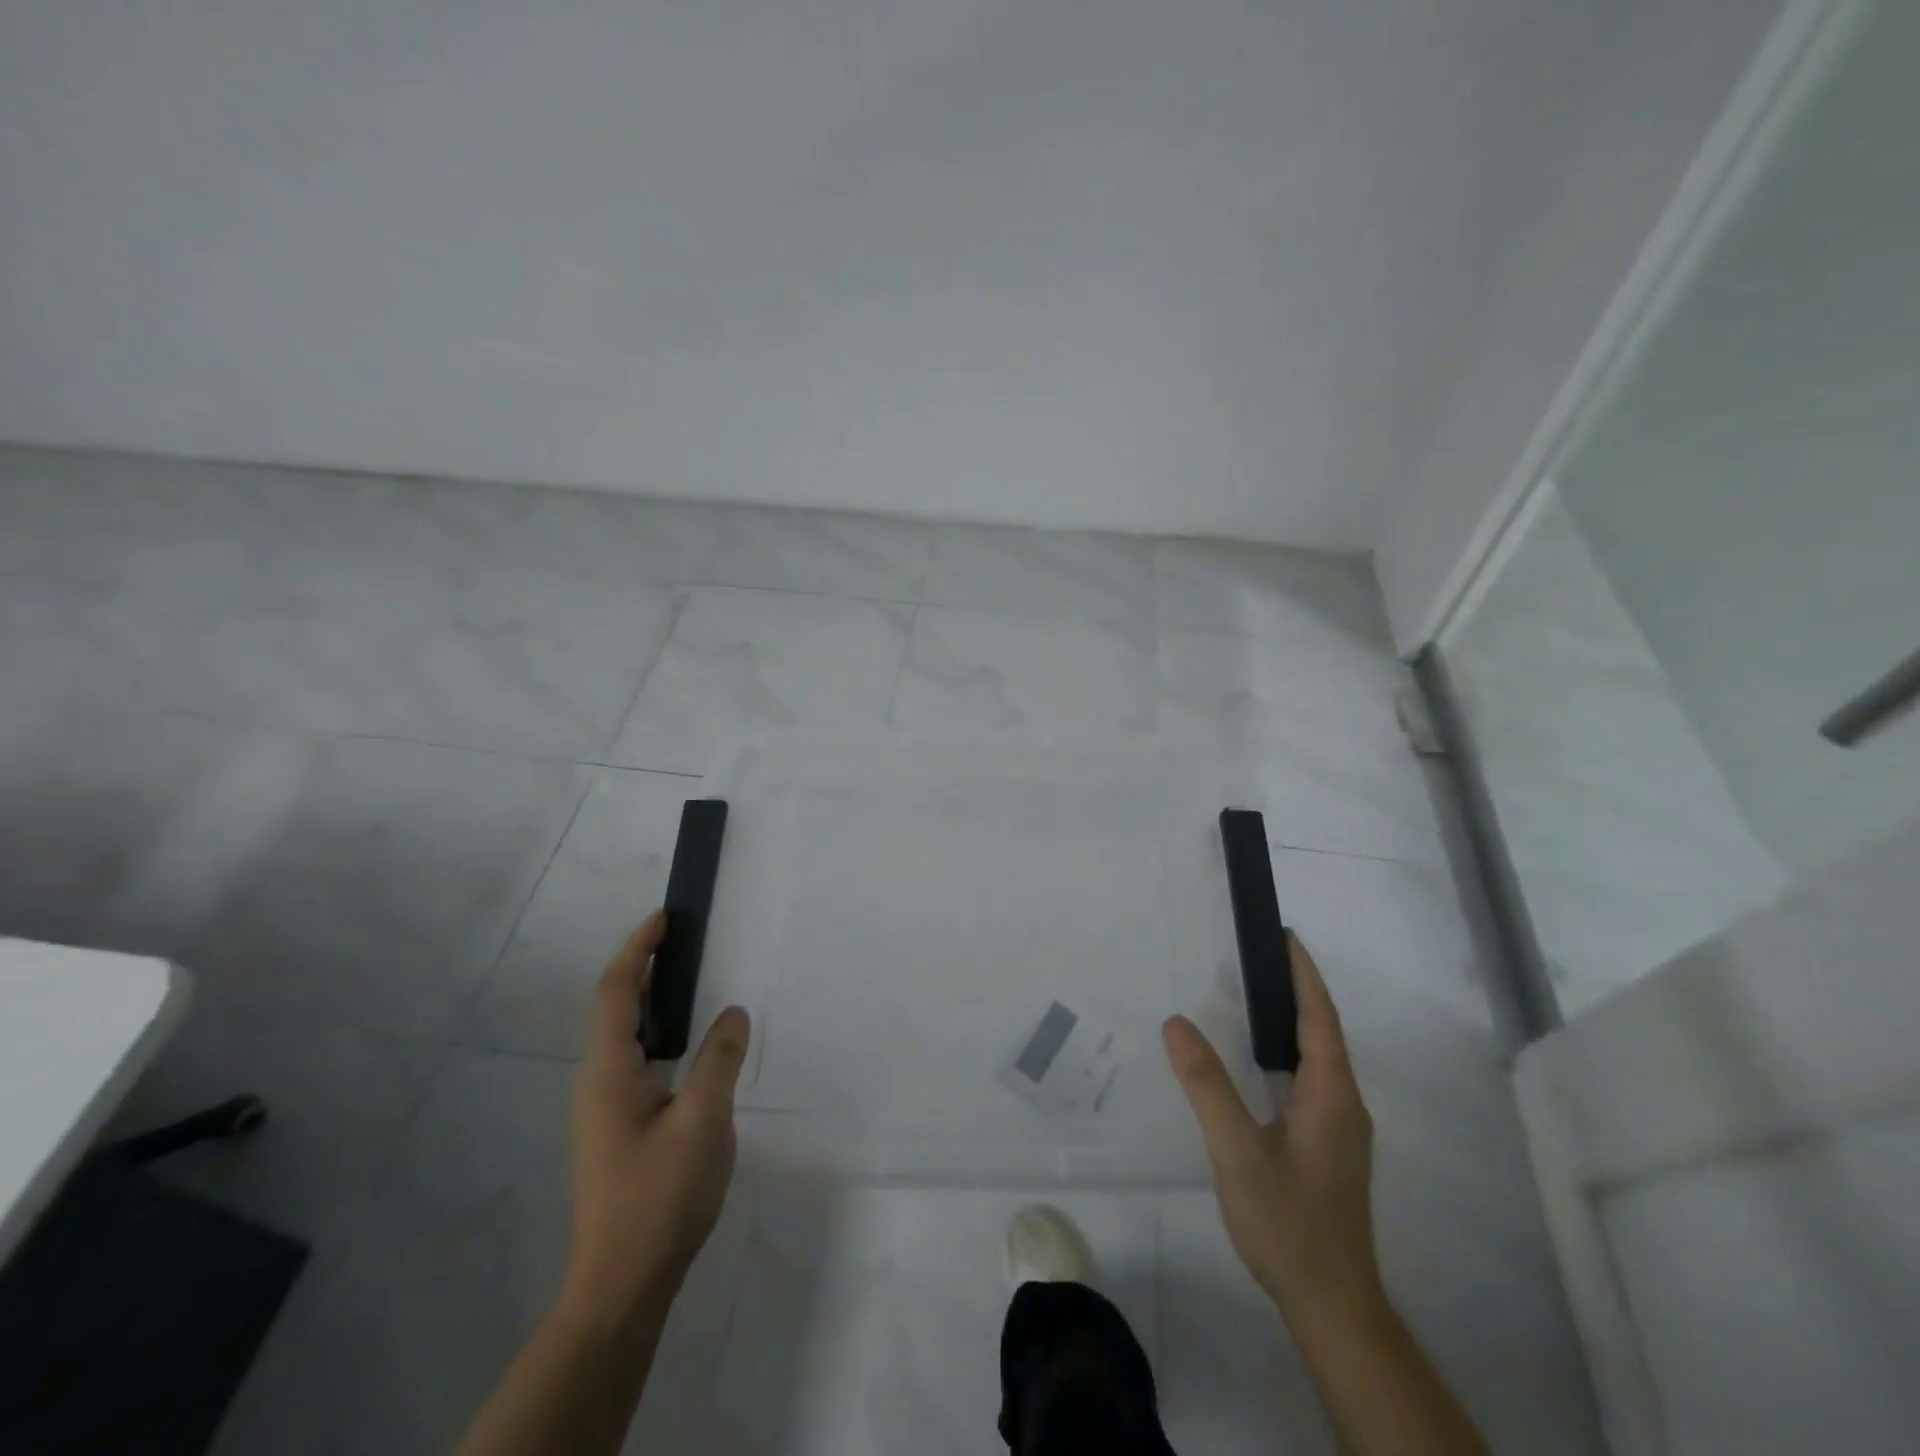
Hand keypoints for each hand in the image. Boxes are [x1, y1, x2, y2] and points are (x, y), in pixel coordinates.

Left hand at [561, 911, 750, 1329]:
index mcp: (609, 1072)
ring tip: (687, 978)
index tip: (663, 918)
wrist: (622, 1283)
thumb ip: (719, 1060)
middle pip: (615, 1007)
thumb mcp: (703, 1122)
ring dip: (650, 999)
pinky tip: (685, 1043)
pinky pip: (634, 1059)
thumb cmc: (659, 1197)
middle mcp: (597, 1082)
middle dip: (643, 966)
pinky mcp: (617, 1128)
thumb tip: (733, 1012)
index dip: (637, 950)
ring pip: (624, 1036)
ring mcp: (604, 1108)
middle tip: (681, 939)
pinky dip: (657, 1031)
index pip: (618, 992)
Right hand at [1163, 933, 1381, 1325]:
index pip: (1320, 1017)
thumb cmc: (1288, 1222)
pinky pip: (1309, 1081)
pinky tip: (1258, 1062)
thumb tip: (1176, 1022)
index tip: (1285, 935)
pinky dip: (1286, 1053)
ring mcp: (1339, 1129)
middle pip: (1323, 1032)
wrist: (1332, 1304)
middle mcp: (1344, 1104)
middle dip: (1296, 990)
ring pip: (1317, 1059)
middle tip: (1256, 956)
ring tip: (1252, 997)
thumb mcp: (1237, 1150)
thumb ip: (1206, 1084)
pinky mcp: (1328, 1147)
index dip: (1304, 974)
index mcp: (1330, 1095)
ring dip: (1292, 1021)